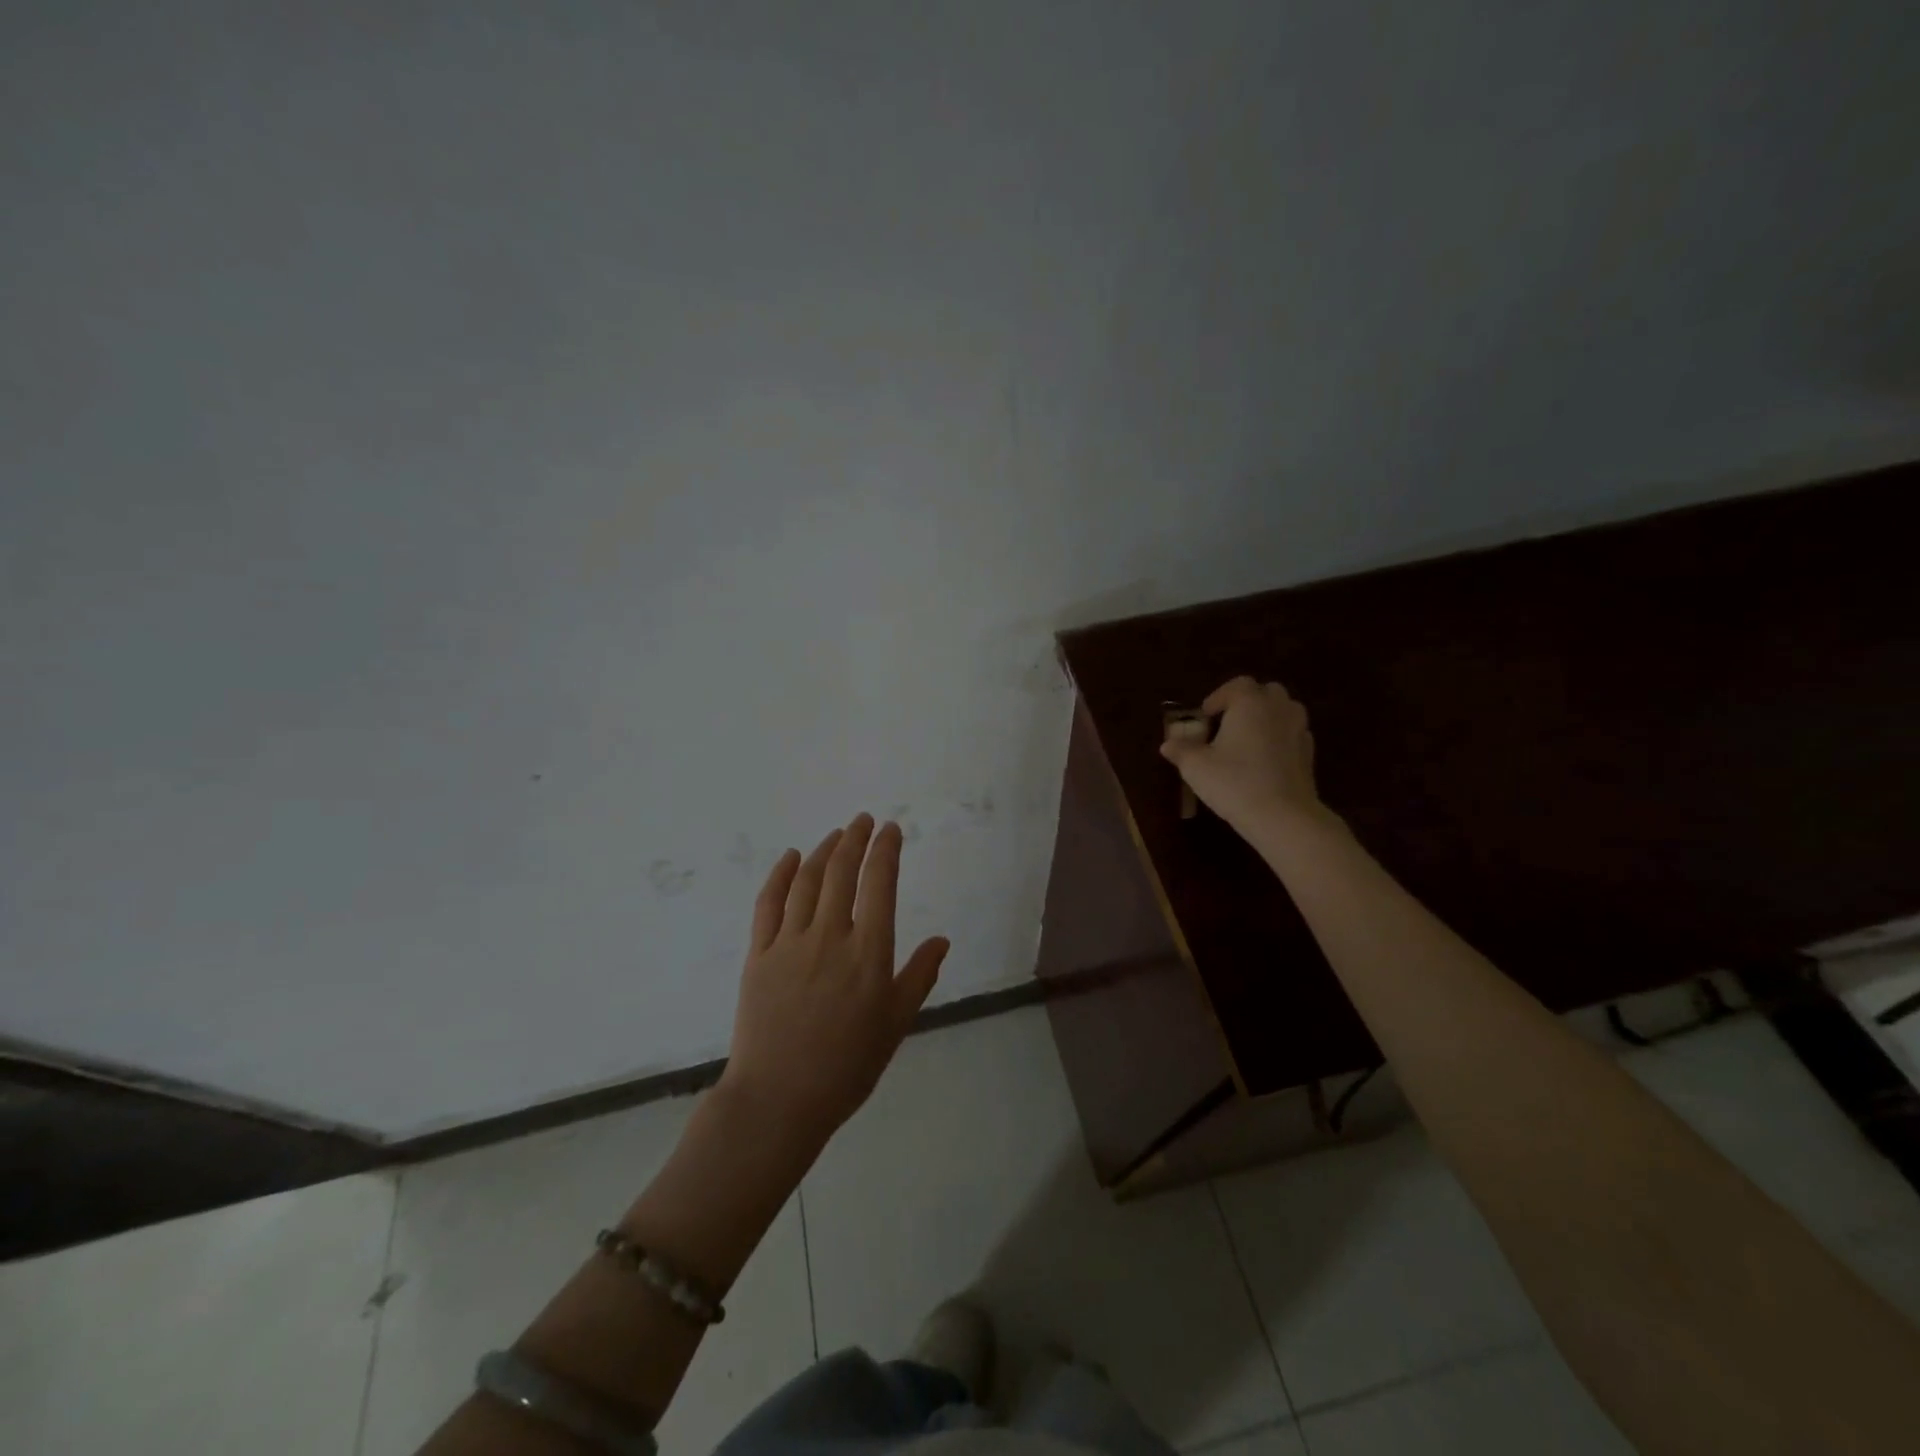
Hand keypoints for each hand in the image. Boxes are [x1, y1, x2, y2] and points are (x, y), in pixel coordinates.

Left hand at [720, 813, 948, 1151]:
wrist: (779, 1099)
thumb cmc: (847, 1066)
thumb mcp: (896, 1024)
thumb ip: (919, 976)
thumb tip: (941, 939)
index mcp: (869, 952)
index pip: (880, 884)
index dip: (886, 850)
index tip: (890, 829)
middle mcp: (830, 936)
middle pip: (842, 871)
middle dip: (855, 839)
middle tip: (863, 820)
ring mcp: (789, 942)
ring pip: (808, 880)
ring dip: (823, 850)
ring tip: (836, 835)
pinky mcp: (758, 954)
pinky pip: (769, 903)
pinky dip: (780, 874)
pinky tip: (790, 857)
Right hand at [1160, 677, 1330, 840]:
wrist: (1282, 816)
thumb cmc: (1234, 782)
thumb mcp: (1196, 767)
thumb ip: (1181, 750)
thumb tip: (1168, 744)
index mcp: (1250, 703)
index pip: (1237, 685)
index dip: (1218, 697)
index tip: (1205, 717)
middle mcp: (1278, 708)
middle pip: (1265, 692)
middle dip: (1246, 703)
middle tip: (1227, 724)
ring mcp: (1299, 730)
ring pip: (1284, 711)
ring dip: (1266, 718)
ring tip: (1246, 741)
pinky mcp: (1309, 753)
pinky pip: (1292, 734)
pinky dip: (1279, 739)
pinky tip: (1264, 761)